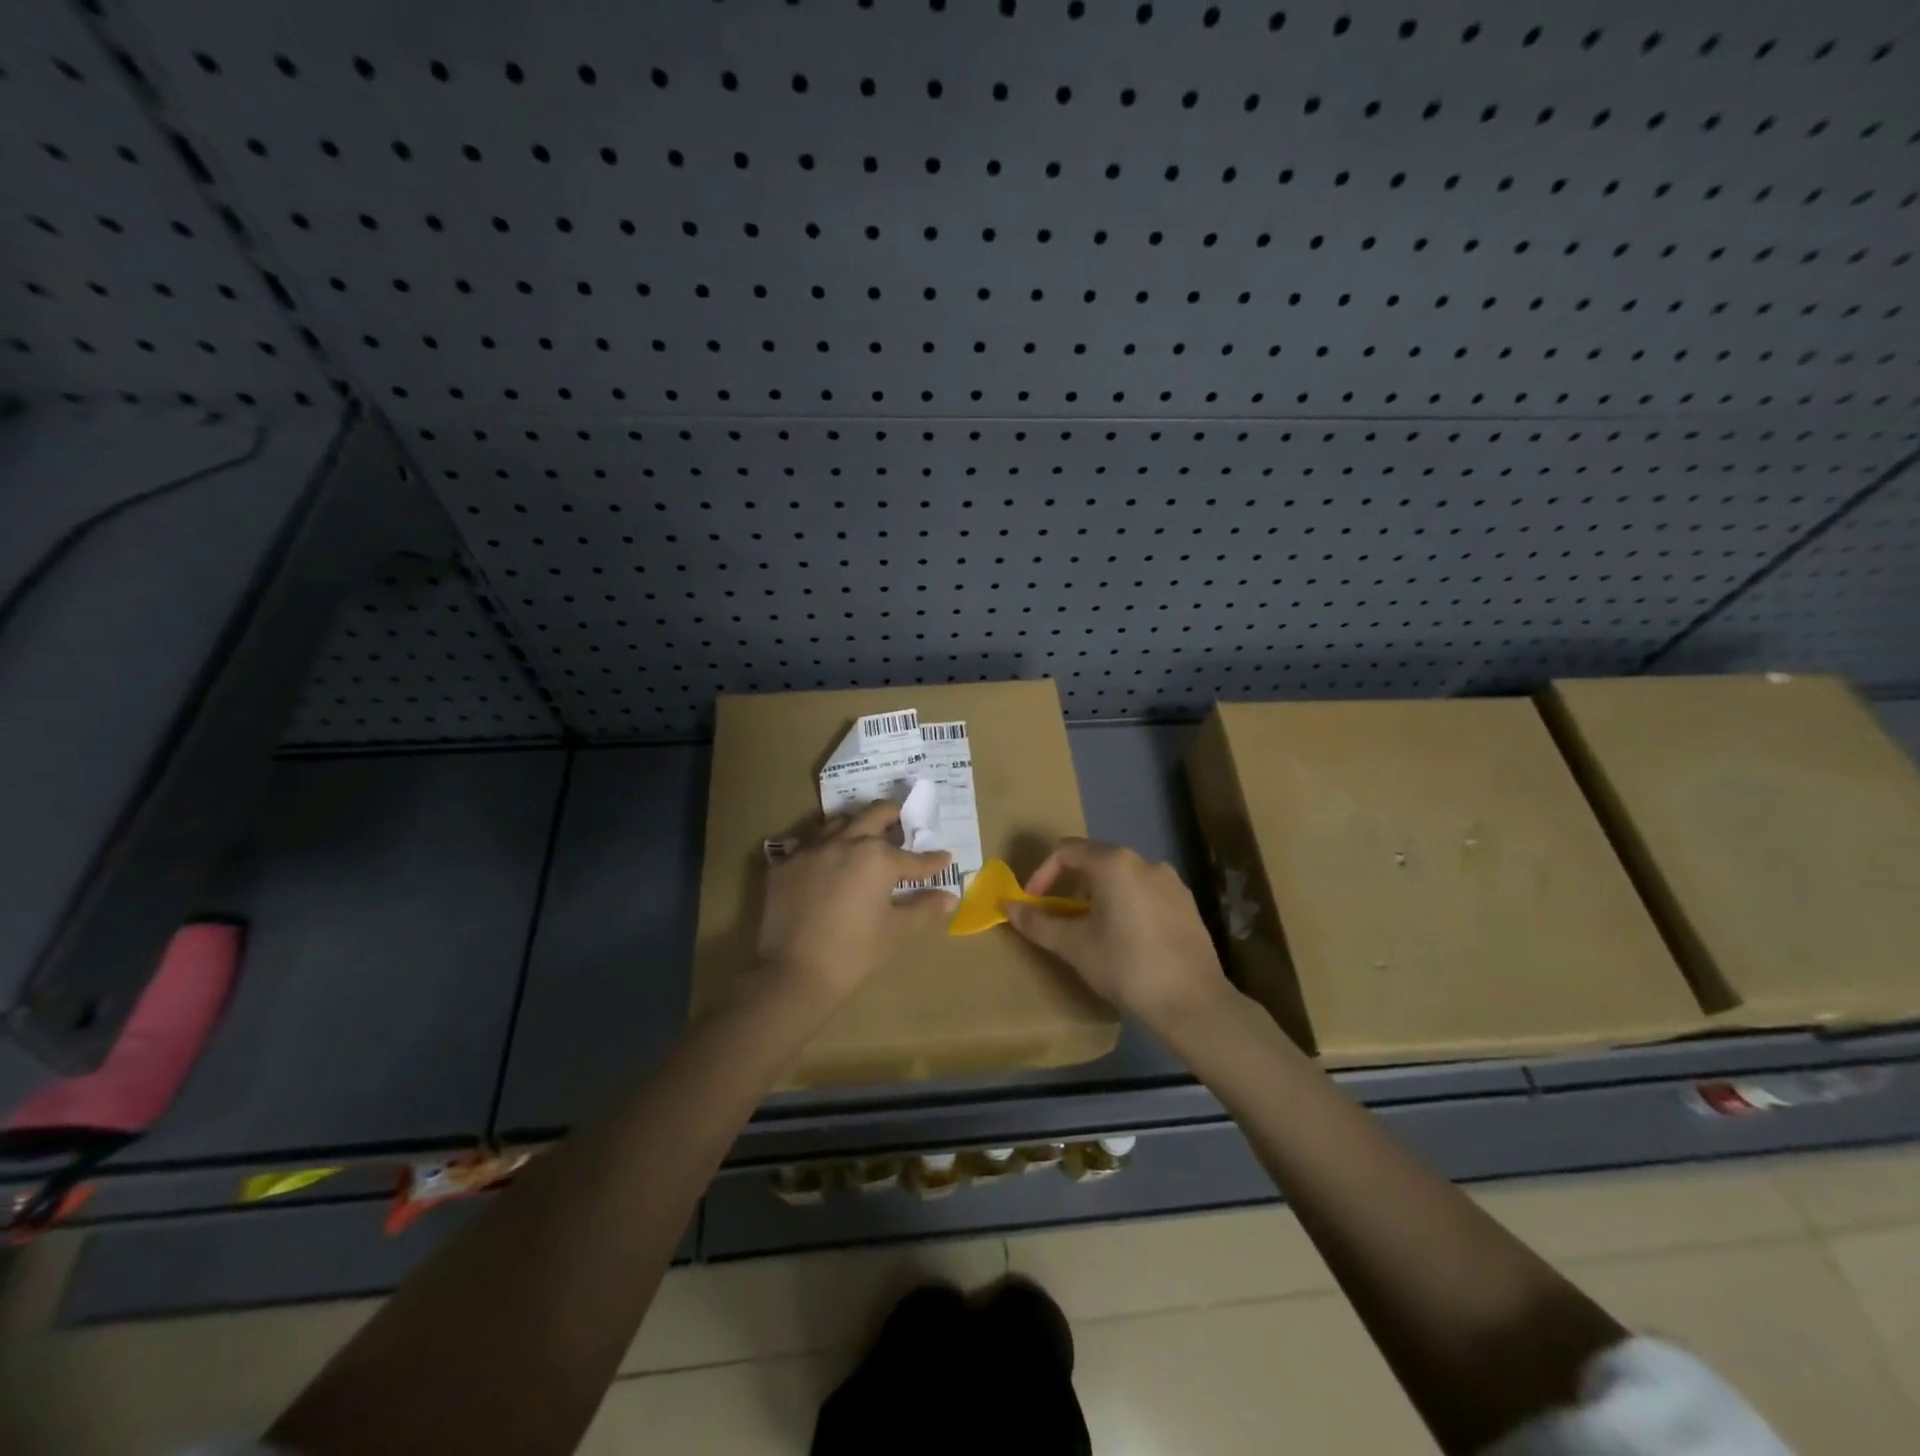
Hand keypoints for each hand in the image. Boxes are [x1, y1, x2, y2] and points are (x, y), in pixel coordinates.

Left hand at [751, 801, 953, 1013]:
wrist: (793, 974)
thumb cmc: (853, 953)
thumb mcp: (894, 930)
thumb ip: (923, 907)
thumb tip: (950, 898)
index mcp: (877, 857)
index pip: (913, 857)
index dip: (932, 861)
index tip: (943, 858)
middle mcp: (845, 842)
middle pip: (875, 813)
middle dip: (894, 817)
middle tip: (902, 826)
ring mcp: (811, 849)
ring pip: (838, 822)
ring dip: (856, 827)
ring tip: (863, 842)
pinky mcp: (785, 864)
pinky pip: (809, 845)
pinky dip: (824, 850)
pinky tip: (827, 866)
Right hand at [1005, 838, 1230, 1031]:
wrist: (1192, 1001)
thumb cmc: (1125, 965)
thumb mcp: (1073, 946)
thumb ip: (1037, 922)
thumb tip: (1008, 907)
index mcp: (1115, 863)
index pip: (1067, 851)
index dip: (1042, 874)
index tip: (1033, 904)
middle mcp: (1145, 862)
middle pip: (1096, 861)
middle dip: (1070, 885)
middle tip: (1059, 917)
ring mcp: (1171, 882)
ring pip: (1122, 878)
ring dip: (1098, 896)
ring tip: (1091, 930)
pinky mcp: (1187, 904)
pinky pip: (1145, 893)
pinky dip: (1126, 905)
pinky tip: (1126, 940)